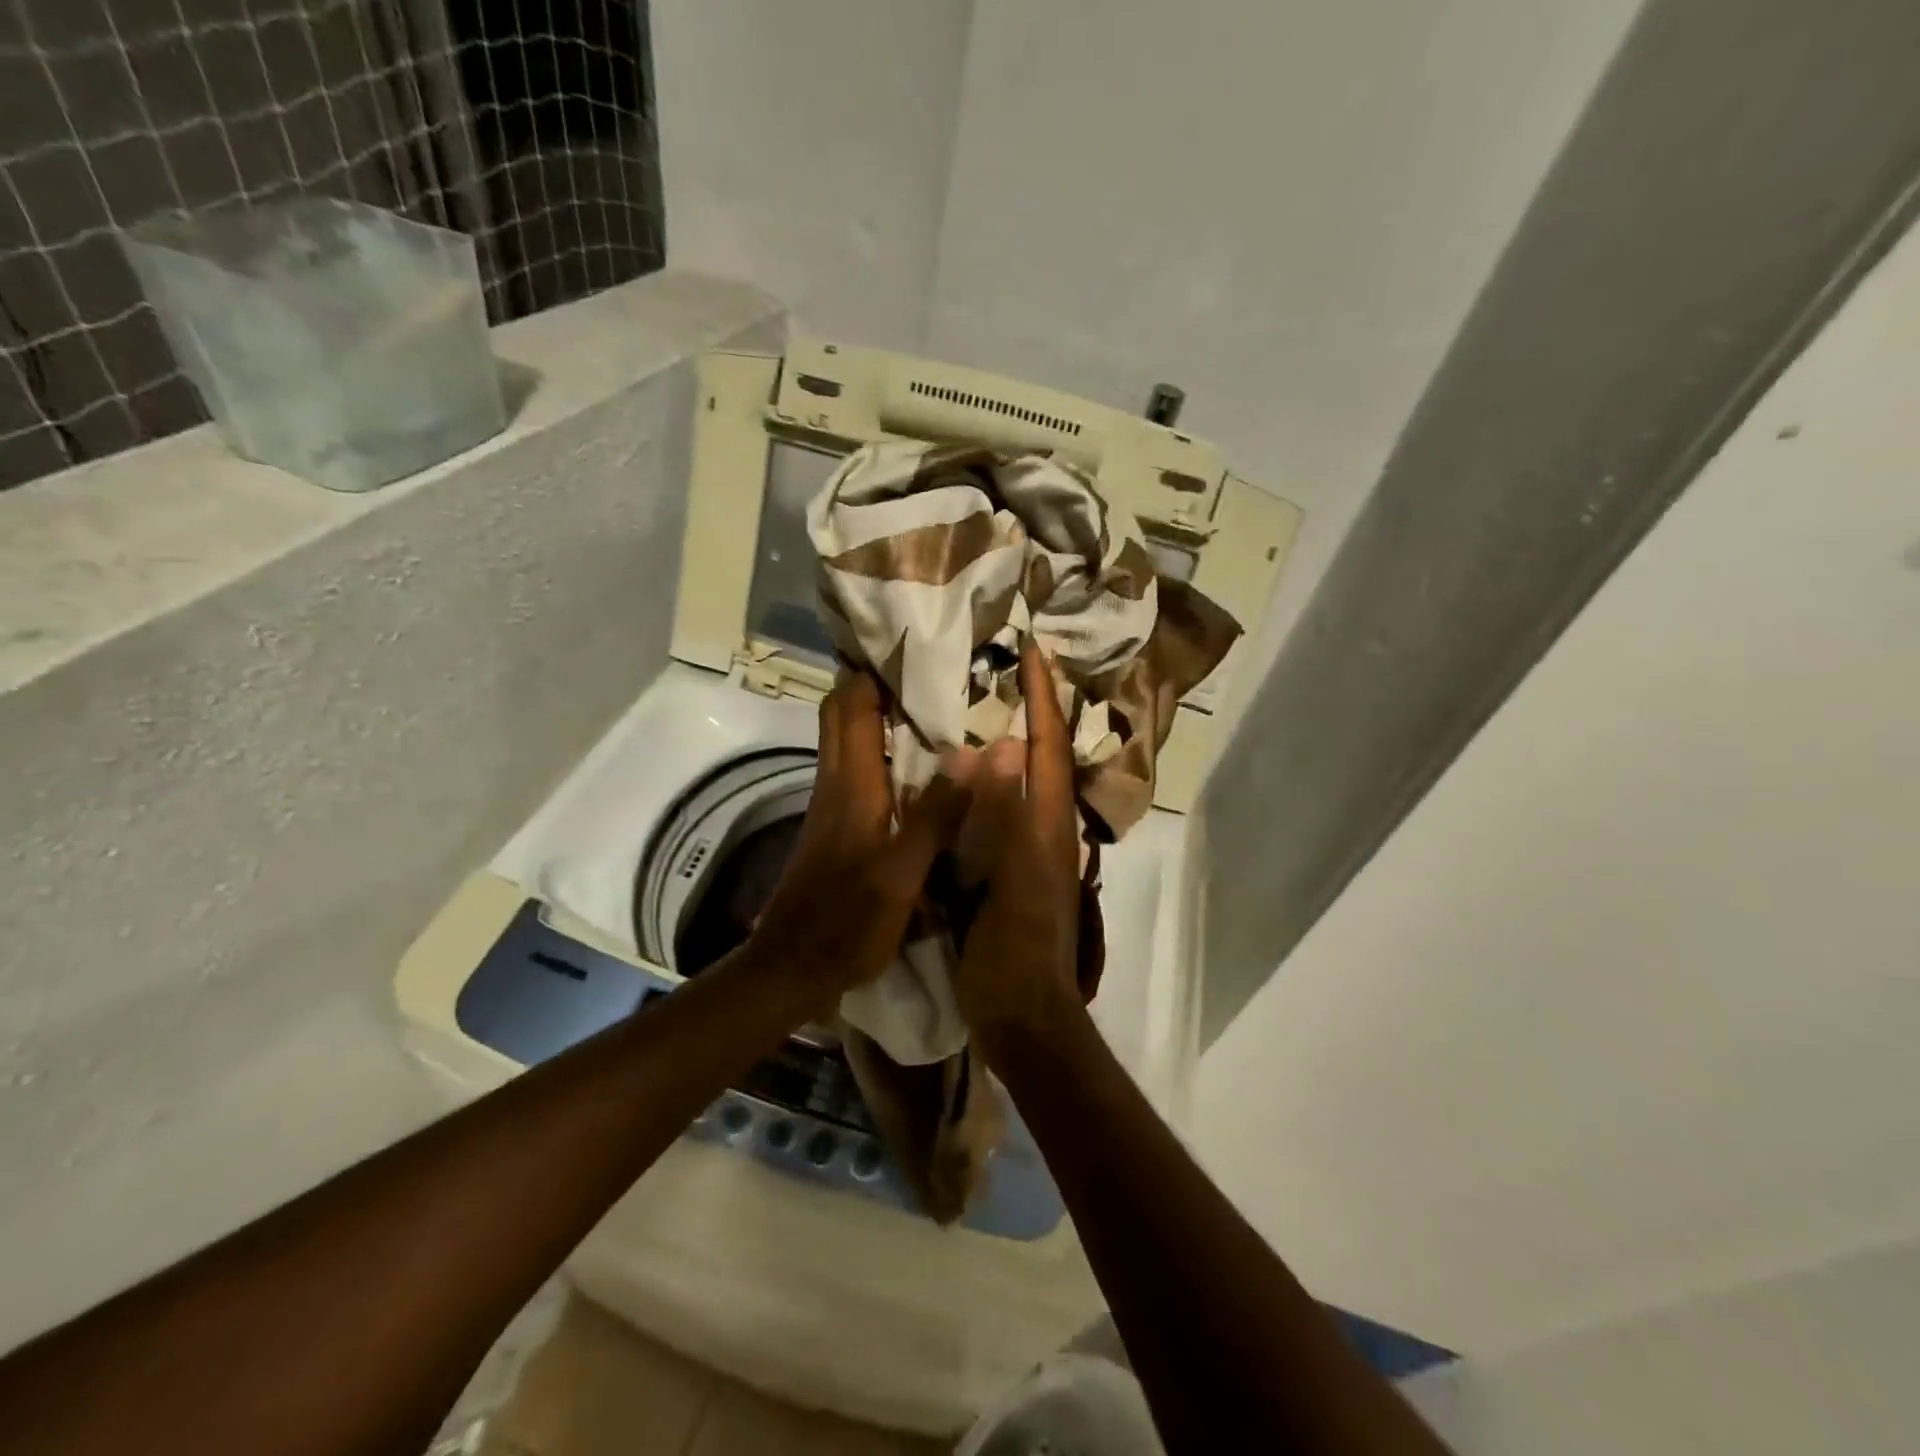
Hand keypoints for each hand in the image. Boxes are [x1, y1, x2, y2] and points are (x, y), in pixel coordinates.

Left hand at [746, 669, 970, 1010]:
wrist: (790, 969)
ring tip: (930, 703)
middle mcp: (836, 783)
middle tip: (925, 668)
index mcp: (851, 784)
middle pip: (842, 713)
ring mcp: (831, 804)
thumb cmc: (846, 923)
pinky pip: (856, 767)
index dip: (873, 669)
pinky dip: (880, 749)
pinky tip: (916, 763)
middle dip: (872, 682)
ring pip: (847, 738)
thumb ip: (936, 815)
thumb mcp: (901, 875)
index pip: (851, 705)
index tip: (913, 645)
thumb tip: (973, 751)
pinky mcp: (835, 826)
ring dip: (876, 713)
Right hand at [950, 643, 1088, 1058]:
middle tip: (1005, 668)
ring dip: (1010, 739)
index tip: (1034, 650)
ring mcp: (1028, 852)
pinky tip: (959, 776)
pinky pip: (999, 811)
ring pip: (1021, 781)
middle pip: (1042, 757)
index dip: (1043, 698)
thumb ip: (1008, 818)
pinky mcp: (1007, 871)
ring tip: (981, 704)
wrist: (1022, 1020)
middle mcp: (1045, 829)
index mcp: (1049, 826)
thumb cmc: (1016, 955)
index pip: (1049, 747)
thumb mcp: (1014, 885)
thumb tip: (1003, 746)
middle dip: (1031, 709)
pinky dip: (987, 781)